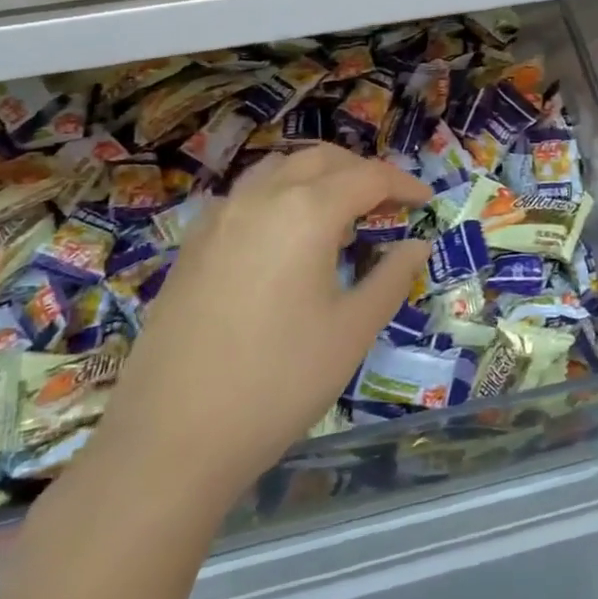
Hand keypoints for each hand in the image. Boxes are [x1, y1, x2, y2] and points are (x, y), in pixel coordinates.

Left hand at [99, 144, 432, 485]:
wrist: (171, 439)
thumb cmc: (279, 382)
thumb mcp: (352, 331)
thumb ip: (391, 277)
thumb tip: (416, 245)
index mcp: (307, 212)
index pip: (368, 177)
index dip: (403, 184)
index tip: (426, 202)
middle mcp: (261, 198)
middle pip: (321, 159)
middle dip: (361, 172)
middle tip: (387, 203)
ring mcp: (220, 217)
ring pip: (278, 168)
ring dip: (317, 175)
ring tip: (339, 212)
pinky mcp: (192, 244)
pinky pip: (245, 195)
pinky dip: (279, 194)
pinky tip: (284, 236)